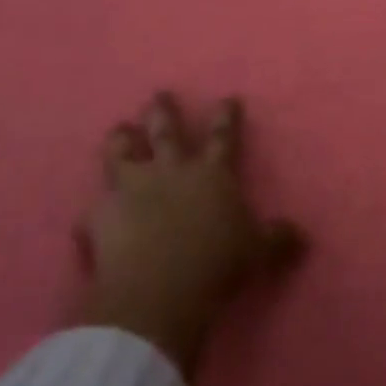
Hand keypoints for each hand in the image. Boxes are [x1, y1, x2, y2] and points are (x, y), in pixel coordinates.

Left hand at [77, 92, 304, 377]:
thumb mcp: (257, 253)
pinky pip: (91, 210)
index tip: (227, 98)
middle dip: (163, 111)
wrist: (158, 291)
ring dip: (121, 140)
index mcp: (211, 174)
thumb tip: (300, 234)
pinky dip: (91, 214)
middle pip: (166, 132)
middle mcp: (171, 172)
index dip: (226, 117)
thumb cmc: (216, 265)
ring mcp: (132, 190)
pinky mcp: (101, 216)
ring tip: (119, 130)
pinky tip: (86, 217)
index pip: (223, 136)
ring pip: (122, 154)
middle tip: (159, 94)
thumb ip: (277, 239)